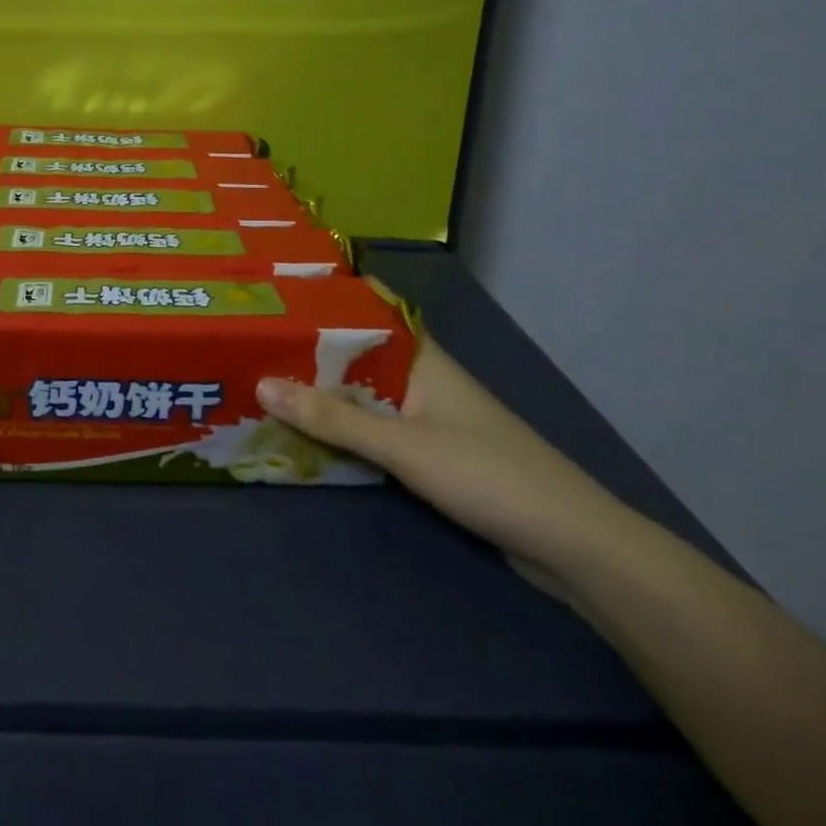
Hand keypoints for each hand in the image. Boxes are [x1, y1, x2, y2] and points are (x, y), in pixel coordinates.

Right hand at [255, 284, 632, 596]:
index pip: (371, 305)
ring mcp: (429, 415)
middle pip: (359, 349)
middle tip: (254, 334)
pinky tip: (311, 429)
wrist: (572, 544)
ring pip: (365, 389)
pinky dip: (344, 423)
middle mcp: (422, 376)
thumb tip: (261, 384)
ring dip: (325, 386)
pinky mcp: (432, 451)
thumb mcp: (403, 445)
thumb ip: (334, 418)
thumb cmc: (487, 474)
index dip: (330, 290)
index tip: (281, 281)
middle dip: (312, 343)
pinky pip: (376, 425)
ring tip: (267, 375)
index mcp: (421, 356)